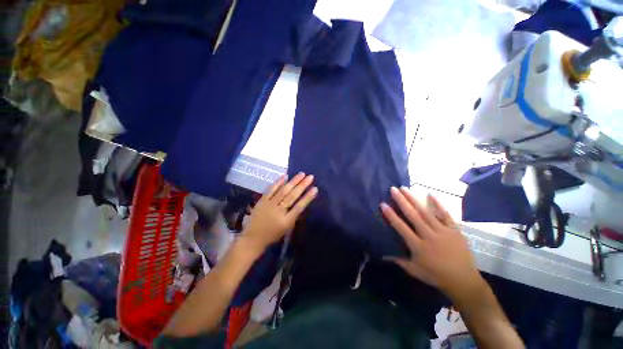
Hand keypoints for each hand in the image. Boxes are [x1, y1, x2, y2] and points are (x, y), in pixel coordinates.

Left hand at [241, 173, 317, 253]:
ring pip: (283, 190)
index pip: (299, 207)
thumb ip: (294, 215)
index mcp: (286, 221)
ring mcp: (269, 204)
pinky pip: (271, 189)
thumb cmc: (273, 235)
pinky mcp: (262, 201)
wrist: (253, 238)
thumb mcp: (287, 228)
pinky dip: (278, 182)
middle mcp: (278, 211)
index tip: (315, 189)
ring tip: (301, 174)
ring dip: (293, 181)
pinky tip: (285, 176)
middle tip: (310, 177)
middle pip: (292, 196)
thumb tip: (302, 201)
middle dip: (302, 185)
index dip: (308, 197)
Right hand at [381, 187, 484, 300]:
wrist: (464, 281)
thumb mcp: (415, 271)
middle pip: (412, 215)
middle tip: (393, 189)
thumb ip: (399, 261)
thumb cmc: (436, 276)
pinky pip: (445, 215)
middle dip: (401, 201)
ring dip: (414, 199)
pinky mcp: (454, 230)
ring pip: (426, 212)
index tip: (383, 204)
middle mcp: (428, 236)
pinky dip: (438, 204)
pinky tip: (431, 194)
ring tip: (405, 188)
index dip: (391, 215)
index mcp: (417, 246)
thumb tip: (382, 255)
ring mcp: (442, 231)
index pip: (401, 227)